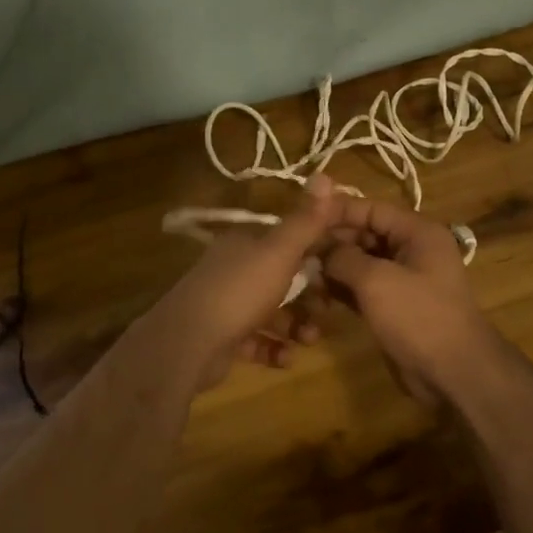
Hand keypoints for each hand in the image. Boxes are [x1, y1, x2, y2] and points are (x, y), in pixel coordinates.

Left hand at [136, 177, 346, 391]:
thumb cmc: (239, 290)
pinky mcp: (223, 337)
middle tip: (329, 310)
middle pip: (282, 278)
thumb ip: (305, 220)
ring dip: (296, 325)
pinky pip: (257, 340)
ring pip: (272, 312)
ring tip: (309, 339)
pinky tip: (286, 357)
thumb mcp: (279, 251)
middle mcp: (234, 268)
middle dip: (310, 295)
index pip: (289, 239)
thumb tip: (326, 174)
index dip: (318, 249)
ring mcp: (227, 304)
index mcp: (246, 242)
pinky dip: (274, 348)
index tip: (344, 266)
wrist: (188, 343)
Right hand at [320, 197, 502, 404]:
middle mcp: (413, 250)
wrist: (455, 374)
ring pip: (362, 262)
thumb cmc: (419, 317)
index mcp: (417, 232)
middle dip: (333, 240)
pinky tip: (316, 292)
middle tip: (297, 249)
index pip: (371, 209)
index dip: (337, 210)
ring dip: (334, 266)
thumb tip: (320, 249)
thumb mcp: (376, 281)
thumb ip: (343, 257)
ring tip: (301, 270)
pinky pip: (364, 287)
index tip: (303, 216)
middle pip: (366, 233)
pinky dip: (343, 288)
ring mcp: (404, 279)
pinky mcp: (395, 306)